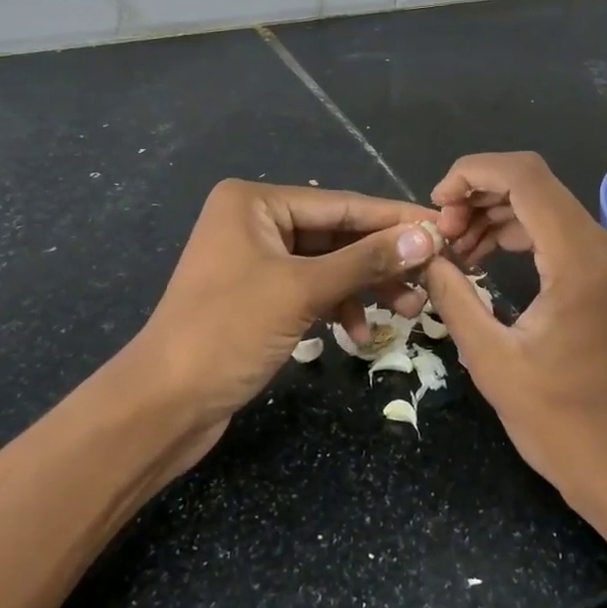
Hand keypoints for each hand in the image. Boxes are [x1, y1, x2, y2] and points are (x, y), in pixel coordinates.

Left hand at [135, 180, 442, 461]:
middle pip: (337, 235)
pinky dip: (337, 308)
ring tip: (409, 311)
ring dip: (366, 287)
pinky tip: (357, 335)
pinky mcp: (258, 296)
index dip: (394, 219)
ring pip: (328, 265)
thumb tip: (427, 236)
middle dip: (382, 260)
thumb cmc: (228, 332)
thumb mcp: (302, 291)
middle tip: (431, 277)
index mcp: (255, 202)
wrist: (162, 405)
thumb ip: (366, 260)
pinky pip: (311, 290)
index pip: (341, 205)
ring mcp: (255, 260)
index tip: (444, 227)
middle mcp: (254, 221)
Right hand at [423, 153, 606, 549]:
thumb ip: (453, 296)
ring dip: (496, 212)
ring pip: (545, 204)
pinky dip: (519, 232)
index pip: (524, 177)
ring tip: (455, 245)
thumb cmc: (557, 421)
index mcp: (577, 260)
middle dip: (479, 193)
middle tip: (442, 231)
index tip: (437, 205)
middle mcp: (602, 246)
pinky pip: (558, 232)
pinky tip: (484, 256)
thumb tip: (425, 255)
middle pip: (534, 183)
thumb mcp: (490, 359)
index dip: (472, 173)